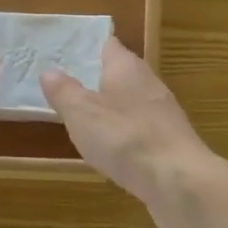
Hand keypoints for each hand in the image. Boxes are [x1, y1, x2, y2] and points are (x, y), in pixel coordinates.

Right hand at [40, 40, 220, 227]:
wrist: (179, 181)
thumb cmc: (125, 138)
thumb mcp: (82, 113)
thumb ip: (64, 91)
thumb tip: (49, 71)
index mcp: (127, 68)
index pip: (108, 45)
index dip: (88, 47)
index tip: (65, 52)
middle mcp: (149, 83)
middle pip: (121, 73)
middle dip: (97, 78)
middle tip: (67, 85)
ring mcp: (163, 114)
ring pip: (131, 102)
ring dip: (111, 108)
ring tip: (84, 117)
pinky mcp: (170, 142)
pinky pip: (140, 129)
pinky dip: (124, 133)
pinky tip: (112, 149)